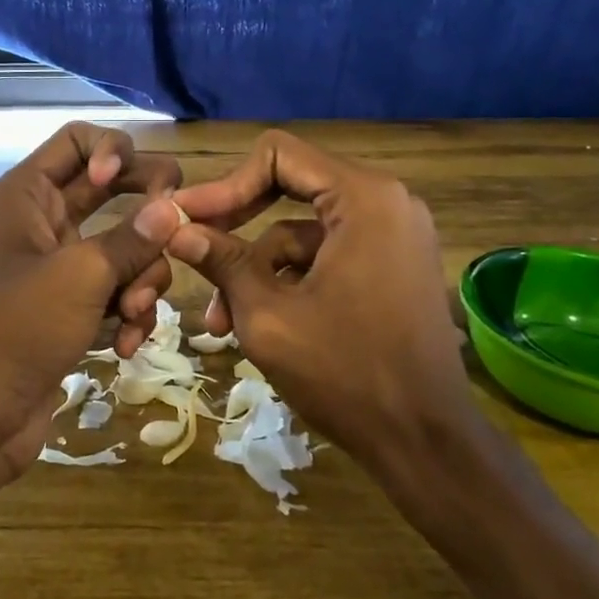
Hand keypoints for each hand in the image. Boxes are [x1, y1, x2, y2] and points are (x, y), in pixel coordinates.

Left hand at [0, 122, 182, 488]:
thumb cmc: (17, 328)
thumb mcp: (81, 275)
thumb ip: (134, 237)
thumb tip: (175, 208)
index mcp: (27, 193)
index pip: (79, 139)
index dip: (116, 153)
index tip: (136, 189)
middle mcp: (42, 221)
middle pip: (113, 190)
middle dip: (148, 216)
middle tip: (176, 234)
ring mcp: (58, 266)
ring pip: (124, 247)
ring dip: (141, 278)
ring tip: (132, 313)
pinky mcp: (72, 308)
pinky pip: (117, 290)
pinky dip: (128, 313)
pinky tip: (125, 344)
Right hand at [167, 131, 478, 471]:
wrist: (426, 442)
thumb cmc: (345, 373)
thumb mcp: (268, 315)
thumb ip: (221, 260)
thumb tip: (173, 226)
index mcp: (364, 198)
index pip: (278, 156)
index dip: (226, 185)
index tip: (187, 220)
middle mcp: (386, 202)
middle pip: (289, 191)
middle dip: (237, 229)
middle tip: (192, 254)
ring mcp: (393, 236)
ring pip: (302, 234)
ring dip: (258, 271)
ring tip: (221, 323)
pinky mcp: (391, 267)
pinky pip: (326, 257)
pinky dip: (289, 283)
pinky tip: (259, 324)